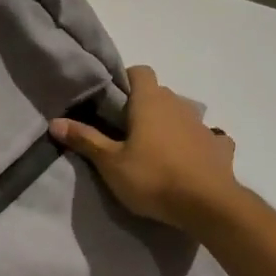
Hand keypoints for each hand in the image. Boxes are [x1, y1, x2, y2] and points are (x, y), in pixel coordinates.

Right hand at [50, 66, 238, 230]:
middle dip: (143, 107)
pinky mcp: (220, 147)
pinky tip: (189, 162)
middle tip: (125, 133)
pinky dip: (196, 145)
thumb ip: (85, 140)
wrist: (207, 204)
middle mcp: (178, 105)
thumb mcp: (110, 163)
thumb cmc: (152, 178)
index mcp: (150, 101)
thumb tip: (55, 122)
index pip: (139, 71)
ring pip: (181, 115)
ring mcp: (202, 125)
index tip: (112, 102)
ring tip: (155, 152)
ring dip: (169, 126)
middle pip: (159, 94)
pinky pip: (206, 138)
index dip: (125, 81)